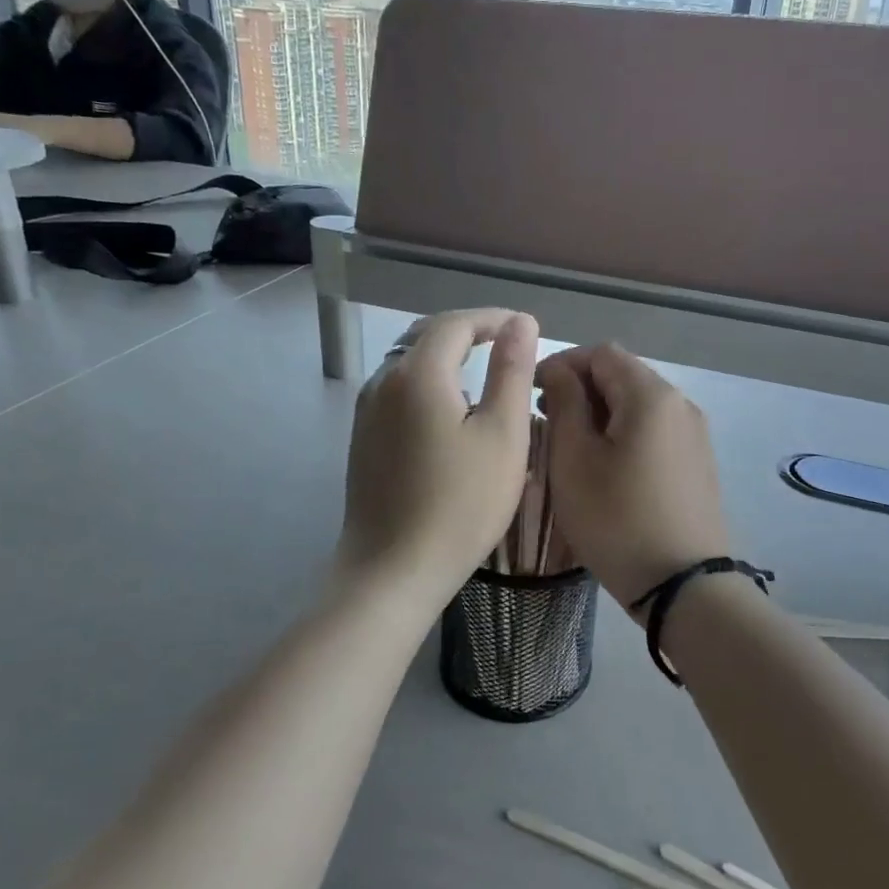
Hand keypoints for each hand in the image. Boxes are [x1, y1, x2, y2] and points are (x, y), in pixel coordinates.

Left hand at [336, 309, 540, 610]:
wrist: (393, 570)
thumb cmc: (461, 504)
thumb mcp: (502, 435)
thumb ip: (511, 371)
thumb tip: (520, 323)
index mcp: (417, 374)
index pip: (456, 323)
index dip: (493, 318)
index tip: (525, 329)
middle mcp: (383, 382)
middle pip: (426, 337)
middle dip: (468, 333)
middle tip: (506, 346)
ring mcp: (366, 412)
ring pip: (408, 365)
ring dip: (446, 359)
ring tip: (484, 377)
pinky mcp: (362, 440)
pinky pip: (398, 392)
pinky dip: (428, 385)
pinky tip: (449, 413)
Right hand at [536, 344, 731, 614]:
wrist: (683, 586)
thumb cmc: (617, 519)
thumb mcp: (575, 460)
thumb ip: (565, 404)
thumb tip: (560, 372)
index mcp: (651, 395)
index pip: (601, 353)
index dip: (562, 364)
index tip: (531, 392)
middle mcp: (680, 404)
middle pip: (623, 375)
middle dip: (581, 388)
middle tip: (545, 419)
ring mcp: (694, 434)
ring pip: (638, 404)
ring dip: (601, 412)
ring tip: (570, 445)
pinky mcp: (697, 463)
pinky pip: (654, 430)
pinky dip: (624, 433)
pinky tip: (604, 465)